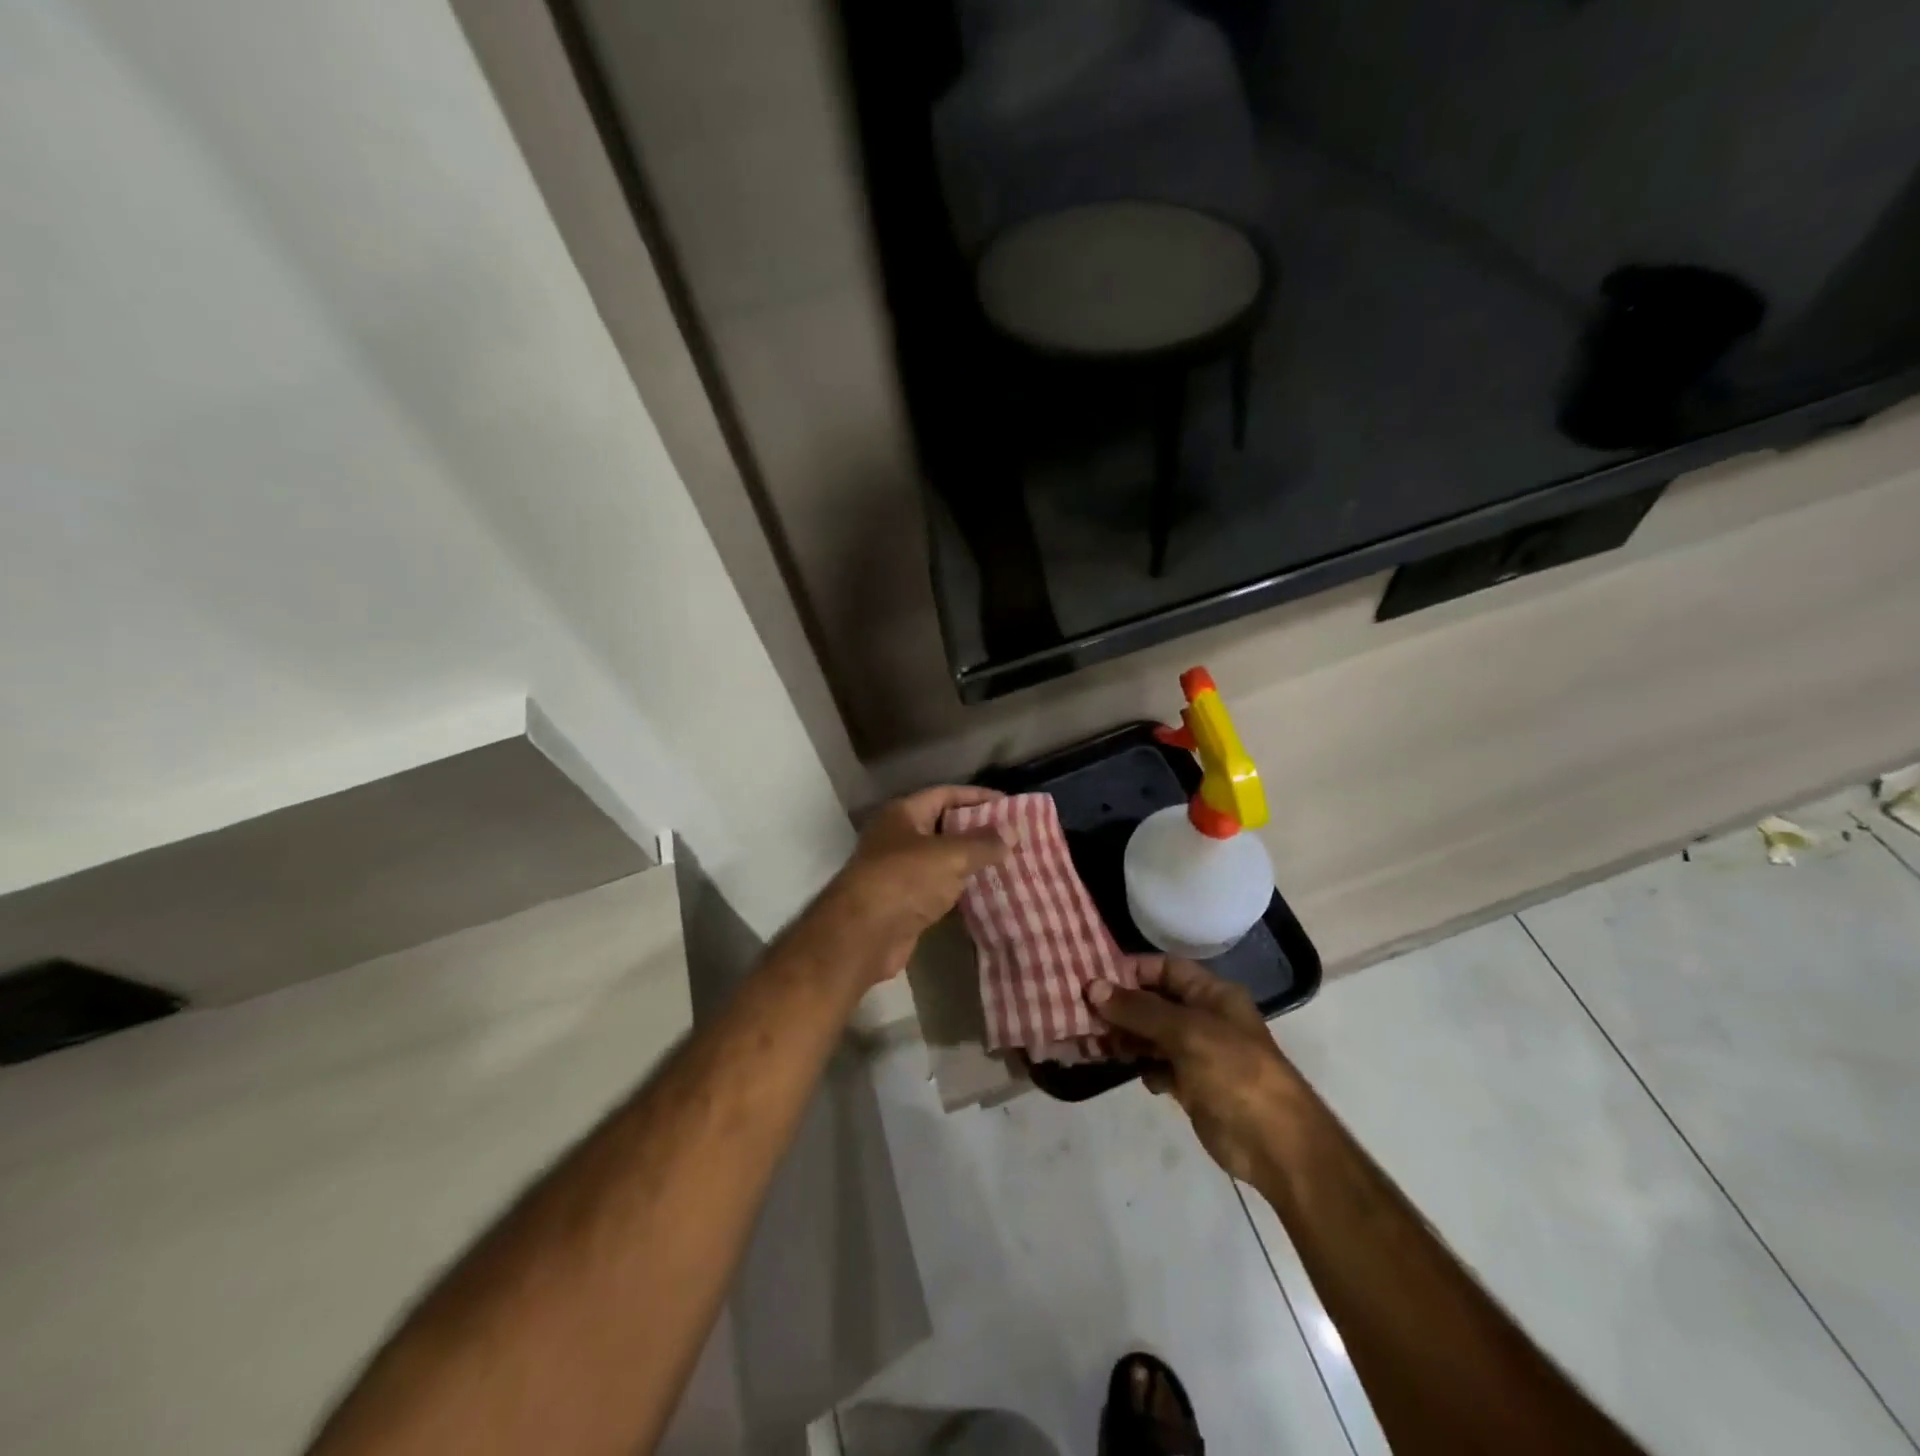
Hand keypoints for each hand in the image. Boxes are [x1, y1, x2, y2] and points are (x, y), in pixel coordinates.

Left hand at [816, 785, 1011, 985]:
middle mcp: (898, 837)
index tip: (1009, 805)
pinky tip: (988, 891)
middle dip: (977, 830)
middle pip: (944, 826)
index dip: (977, 797)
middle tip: (1014, 835)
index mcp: (903, 814)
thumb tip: (1012, 831)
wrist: (863, 935)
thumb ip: (983, 842)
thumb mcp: (950, 855)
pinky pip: (940, 888)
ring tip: (1009, 862)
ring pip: (943, 860)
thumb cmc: (904, 880)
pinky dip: (961, 888)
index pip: (945, 794)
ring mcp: (900, 871)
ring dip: (972, 861)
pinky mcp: (905, 903)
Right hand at [1089, 958, 1302, 1183]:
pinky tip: (1118, 1066)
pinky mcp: (1191, 1086)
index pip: (1165, 968)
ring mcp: (1197, 1053)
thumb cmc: (1235, 1073)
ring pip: (1151, 1035)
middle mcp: (1204, 1018)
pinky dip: (1138, 1065)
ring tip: (1089, 1038)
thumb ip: (1139, 1009)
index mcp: (1212, 994)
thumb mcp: (1186, 1032)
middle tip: (1079, 1009)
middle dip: (1120, 1005)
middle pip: (1154, 1001)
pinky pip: (1156, 1066)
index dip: (1131, 970)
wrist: (1277, 1146)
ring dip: (1123, 1035)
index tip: (1093, 977)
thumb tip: (1092, 987)